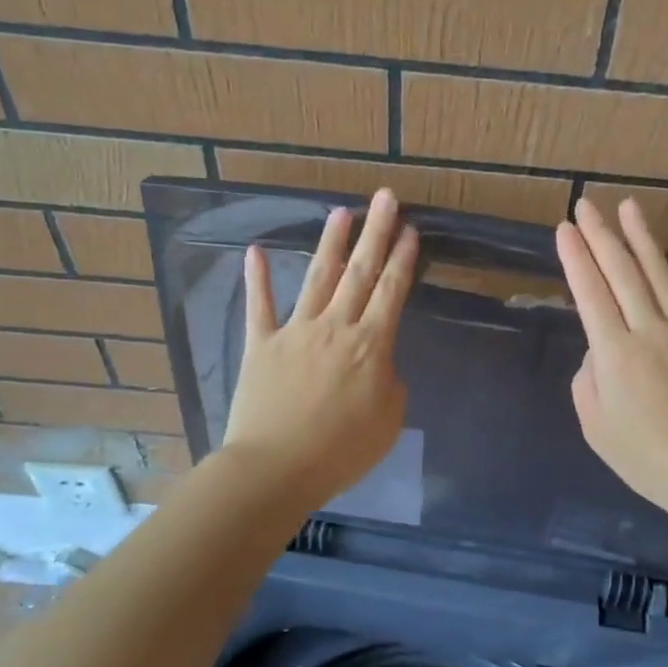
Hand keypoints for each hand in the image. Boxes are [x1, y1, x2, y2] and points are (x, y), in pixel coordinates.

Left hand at [224, 190, 417, 506]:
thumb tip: (380, 364)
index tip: (410, 229)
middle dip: (375, 232)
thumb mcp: (388, 421)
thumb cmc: (340, 452)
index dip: (402, 259)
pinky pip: (259, 305)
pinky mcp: (260, 344)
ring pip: (317, 278)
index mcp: (371, 346)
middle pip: (360, 272)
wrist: (276, 468)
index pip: (391, 291)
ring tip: (341, 212)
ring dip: (331, 243)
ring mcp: (295, 331)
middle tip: (385, 198)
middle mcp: (336, 327)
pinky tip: (256, 250)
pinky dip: (258, 277)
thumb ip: (390, 384)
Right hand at [556, 197, 667, 523]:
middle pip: (621, 274)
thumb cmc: (643, 456)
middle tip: (586, 205)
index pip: (590, 293)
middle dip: (600, 236)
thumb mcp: (594, 424)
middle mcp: (649, 330)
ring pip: (661, 276)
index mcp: (614, 352)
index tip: (564, 229)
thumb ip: (588, 379)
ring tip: (629, 207)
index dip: (575, 258)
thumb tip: (600, 351)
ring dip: (643, 238)